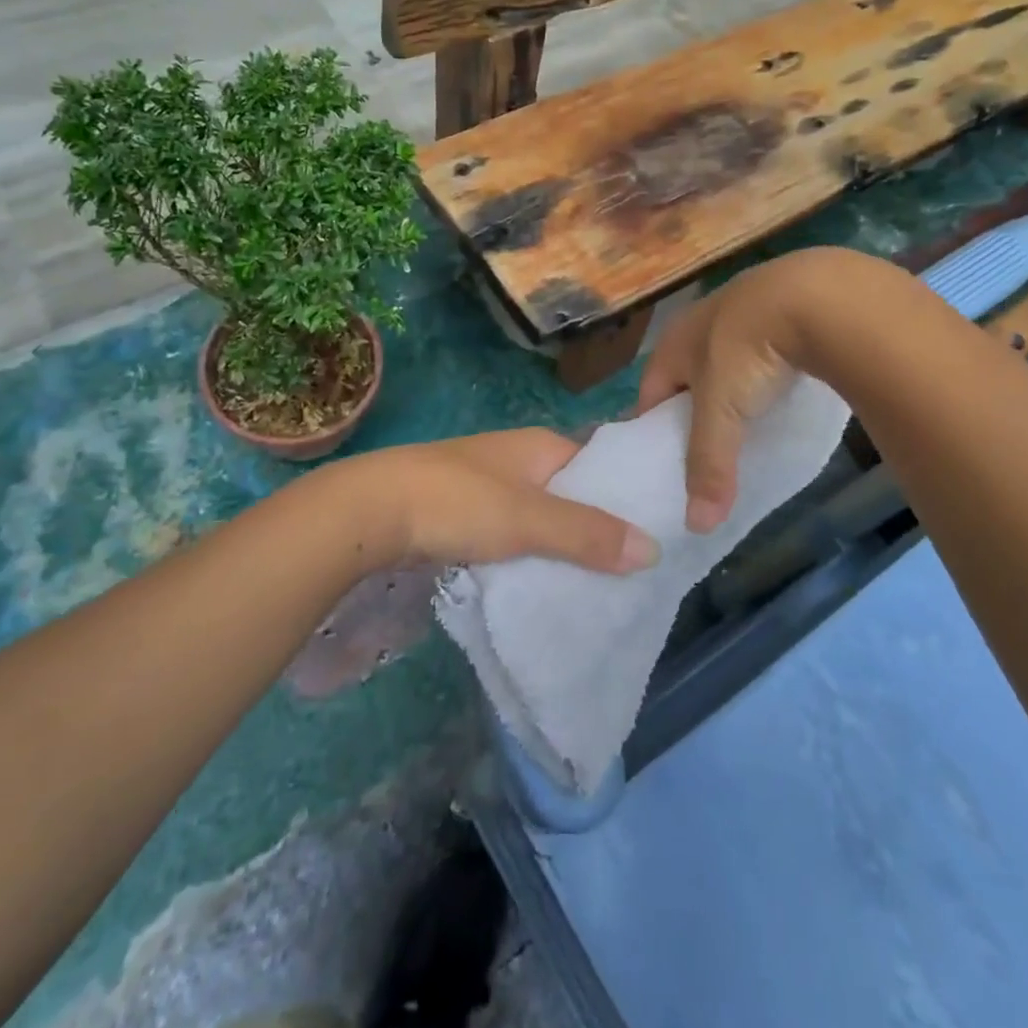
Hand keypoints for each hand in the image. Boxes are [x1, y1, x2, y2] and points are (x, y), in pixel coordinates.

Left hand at [334, 429, 658, 575]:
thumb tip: (653, 549)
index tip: (657, 527)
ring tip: (598, 581)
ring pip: (541, 515)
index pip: (600, 462)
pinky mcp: (464, 512)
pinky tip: (542, 580)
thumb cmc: (457, 502)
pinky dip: (530, 553)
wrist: (370, 510)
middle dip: (597, 525)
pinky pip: (512, 533)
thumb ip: (588, 534)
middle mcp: (518, 458)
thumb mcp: (529, 519)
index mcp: (540, 446)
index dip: (626, 491)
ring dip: (562, 543)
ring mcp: (488, 484)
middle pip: (571, 491)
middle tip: (634, 566)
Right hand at [636, 248, 871, 531]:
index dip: (653, 429)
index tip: (664, 464)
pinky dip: (766, 372)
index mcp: (673, 343)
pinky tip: (783, 390)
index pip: (649, 393)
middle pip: (687, 377)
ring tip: (747, 424)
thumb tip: (696, 527)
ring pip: (727, 361)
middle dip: (694, 411)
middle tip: (708, 450)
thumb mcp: (723, 412)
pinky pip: (763, 350)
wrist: (816, 295)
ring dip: (732, 390)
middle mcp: (700, 322)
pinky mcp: (783, 307)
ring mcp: (743, 310)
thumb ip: (709, 465)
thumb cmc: (749, 351)